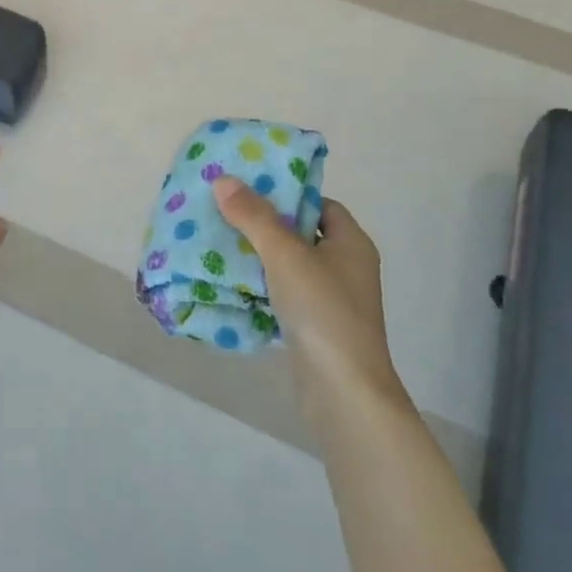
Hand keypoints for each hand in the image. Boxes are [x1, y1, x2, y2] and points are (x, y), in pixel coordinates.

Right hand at [211, 176, 405, 416]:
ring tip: (219, 243)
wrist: (343, 392)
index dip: (288, 194)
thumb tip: (224, 180)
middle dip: (265, 224)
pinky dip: (261, 287)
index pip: (320, 204)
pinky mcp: (316, 328)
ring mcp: (333, 300)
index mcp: (352, 243)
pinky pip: (285, 295)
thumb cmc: (322, 310)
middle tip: (226, 213)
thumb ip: (254, 216)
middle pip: (302, 234)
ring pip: (290, 267)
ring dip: (259, 257)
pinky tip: (231, 284)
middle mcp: (347, 267)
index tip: (251, 190)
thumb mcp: (285, 254)